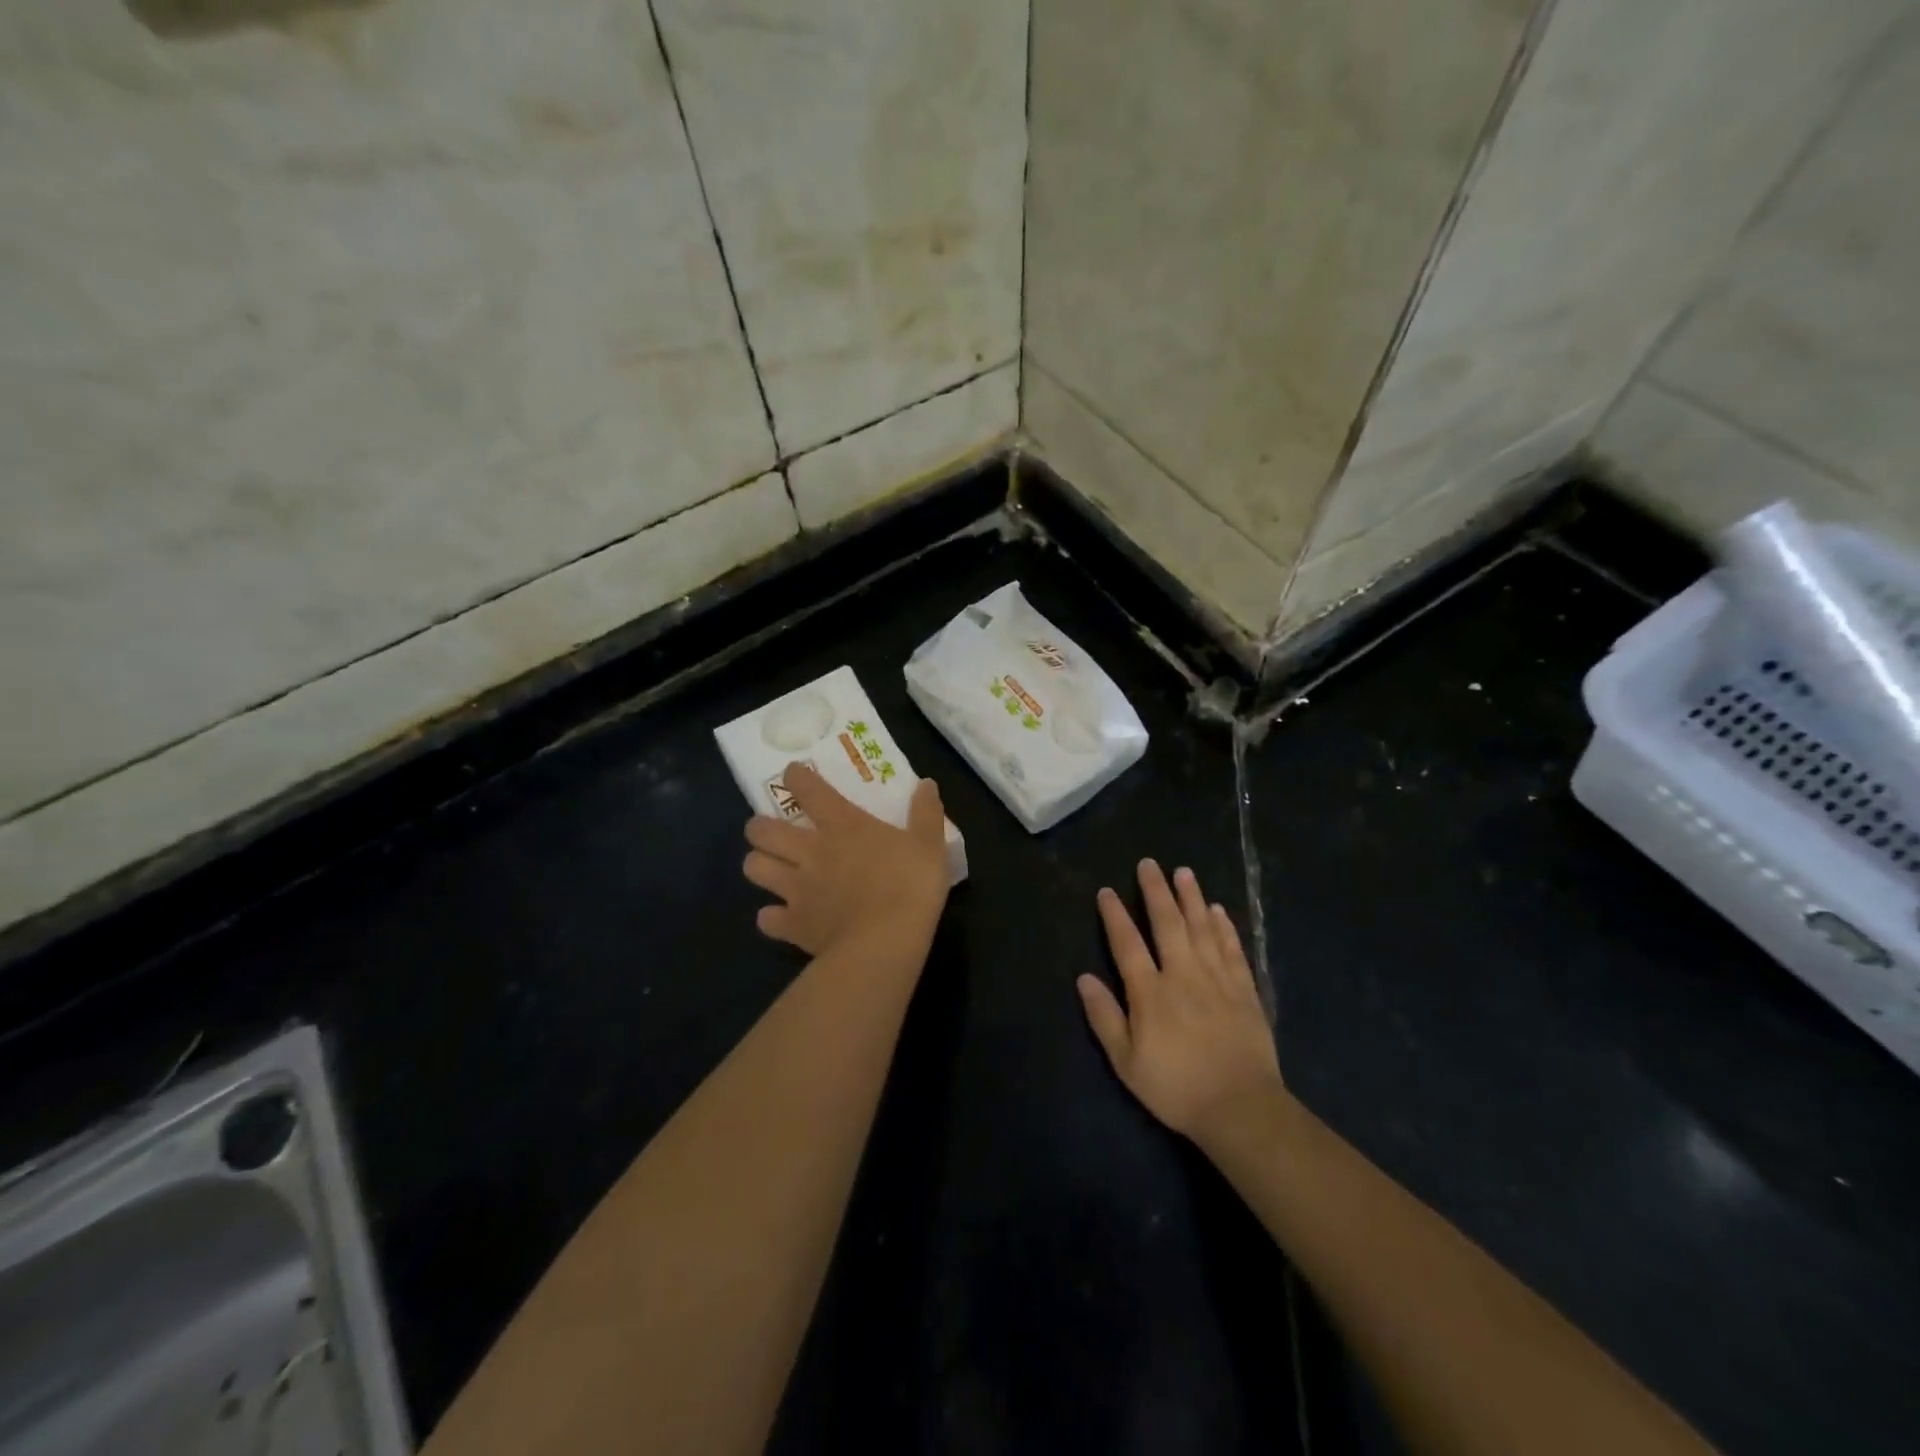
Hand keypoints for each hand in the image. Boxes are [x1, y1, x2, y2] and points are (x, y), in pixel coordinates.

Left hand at [742, 762, 949, 956]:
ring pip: (754, 868)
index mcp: (843, 825)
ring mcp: (797, 889)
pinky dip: (771, 917)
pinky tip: (781, 918)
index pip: (808, 789)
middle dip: (759, 827)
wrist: (884, 942)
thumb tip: (927, 784)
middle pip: (762, 830)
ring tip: (770, 869)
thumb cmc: (910, 886)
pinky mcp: (793, 924)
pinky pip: (766, 919)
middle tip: (771, 831)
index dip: (796, 777)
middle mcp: (810, 851)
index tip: (793, 774)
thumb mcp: (930, 845)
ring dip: (758, 865)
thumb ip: (926, 813)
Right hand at [1077, 860, 1281, 1141]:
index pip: (1127, 943)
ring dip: (1191, 898)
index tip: (1107, 891)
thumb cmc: (1175, 1087)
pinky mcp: (1244, 990)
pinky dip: (1224, 927)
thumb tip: (1083, 978)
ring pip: (1202, 928)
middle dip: (1156, 891)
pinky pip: (1232, 949)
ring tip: (1184, 872)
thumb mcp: (1126, 1061)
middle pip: (1167, 923)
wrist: (1240, 1107)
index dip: (1115, 915)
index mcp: (1150, 992)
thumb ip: (1104, 1017)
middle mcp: (1182, 975)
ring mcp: (1217, 979)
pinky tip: (1218, 911)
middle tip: (1149, 864)